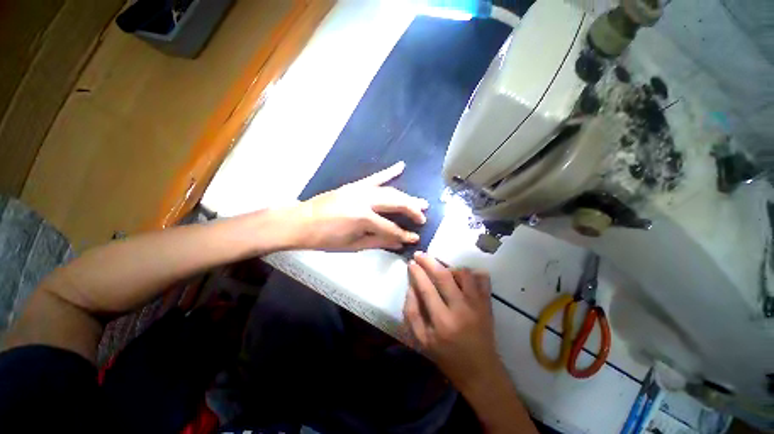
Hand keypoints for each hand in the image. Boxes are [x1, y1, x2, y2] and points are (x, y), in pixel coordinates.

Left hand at [289, 162, 428, 251]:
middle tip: (423, 217)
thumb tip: (399, 243)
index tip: (415, 239)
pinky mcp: (355, 185)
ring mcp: (359, 189)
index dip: (404, 235)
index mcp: (363, 218)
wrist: (301, 222)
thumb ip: (379, 242)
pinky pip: (375, 177)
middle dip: (412, 210)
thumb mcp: (353, 245)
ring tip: (420, 202)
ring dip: (406, 196)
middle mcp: (365, 200)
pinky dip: (389, 172)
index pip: (390, 227)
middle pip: (395, 203)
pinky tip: (401, 166)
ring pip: (390, 190)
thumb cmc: (325, 239)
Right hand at [403, 251, 501, 390]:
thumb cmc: (447, 357)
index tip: (411, 262)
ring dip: (450, 267)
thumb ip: (412, 313)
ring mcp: (477, 305)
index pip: (426, 287)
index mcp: (442, 321)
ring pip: (463, 273)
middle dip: (429, 261)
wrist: (480, 371)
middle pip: (443, 275)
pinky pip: (483, 279)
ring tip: (442, 271)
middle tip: (420, 254)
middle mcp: (460, 309)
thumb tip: (411, 287)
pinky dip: (472, 273)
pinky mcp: (488, 304)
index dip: (417, 272)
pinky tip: (463, 277)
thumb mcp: (422, 340)